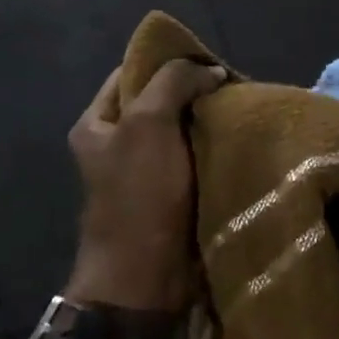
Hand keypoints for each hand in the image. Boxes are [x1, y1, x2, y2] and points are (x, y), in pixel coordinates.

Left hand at [66, 58, 227, 316]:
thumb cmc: (139, 195)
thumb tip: (209, 71)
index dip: (167, 60)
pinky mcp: (170, 196)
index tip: (207, 59)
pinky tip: (238, 140)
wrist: (145, 278)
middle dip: (193, 91)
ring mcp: (144, 172)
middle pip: (158, 101)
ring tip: (241, 108)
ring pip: (180, 131)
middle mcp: (116, 143)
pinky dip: (214, 149)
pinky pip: (194, 160)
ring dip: (207, 121)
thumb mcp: (148, 124)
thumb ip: (174, 83)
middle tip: (230, 84)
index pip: (132, 72)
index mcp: (97, 123)